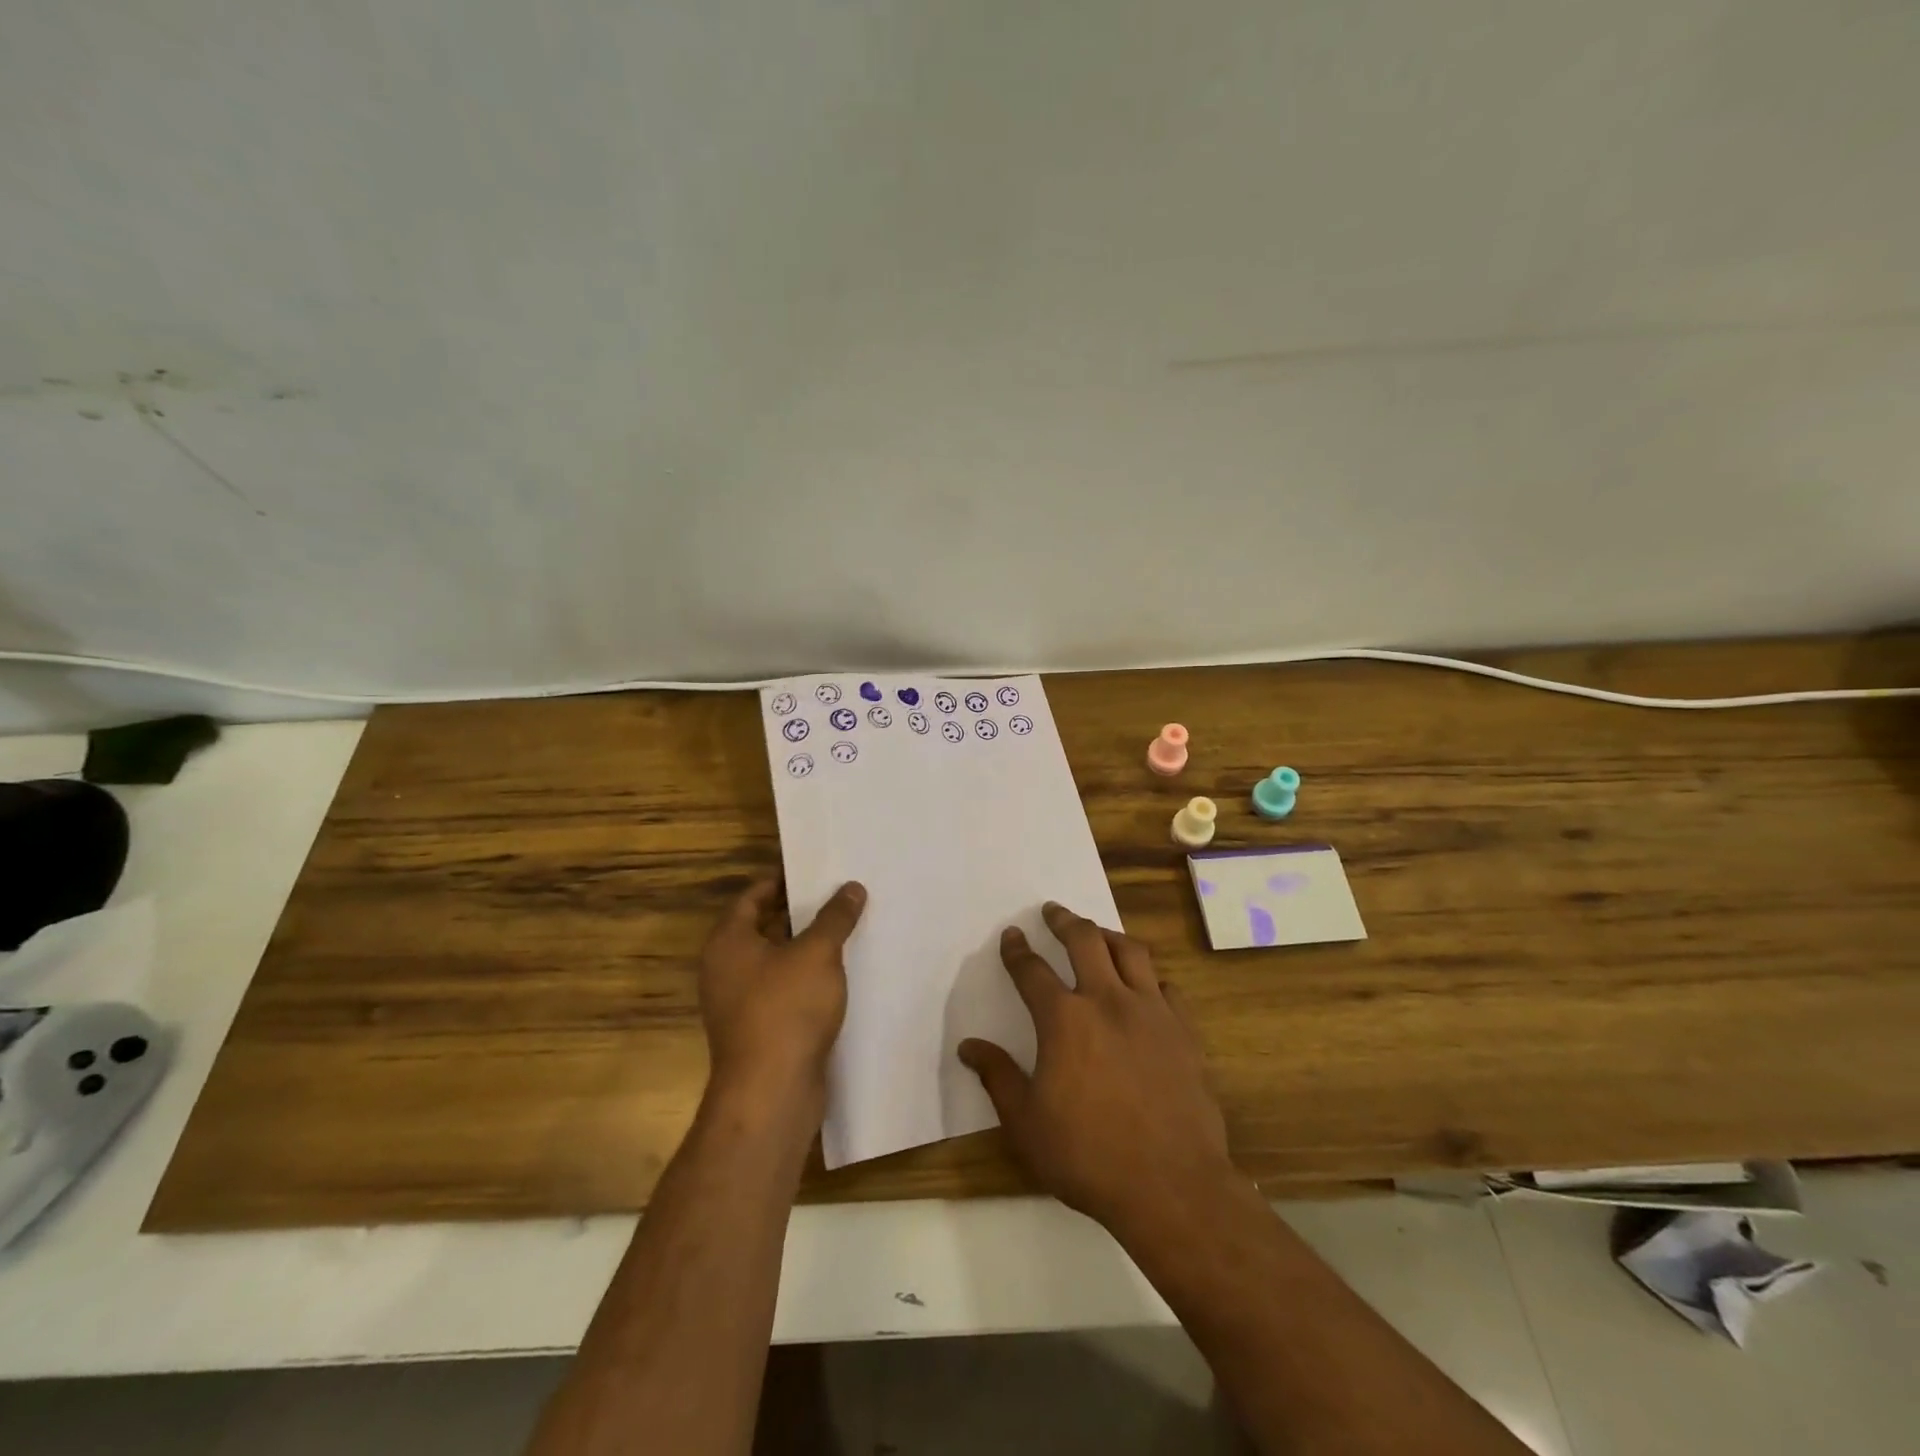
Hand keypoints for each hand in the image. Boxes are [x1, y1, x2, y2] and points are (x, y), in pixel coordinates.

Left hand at [698, 878, 865, 1106]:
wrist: (771, 1093)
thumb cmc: (786, 1009)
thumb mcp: (817, 953)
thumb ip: (835, 917)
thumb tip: (852, 887)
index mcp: (728, 942)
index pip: (752, 896)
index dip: (782, 880)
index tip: (815, 869)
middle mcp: (726, 969)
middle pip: (764, 927)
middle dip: (800, 912)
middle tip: (838, 894)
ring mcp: (741, 1002)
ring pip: (777, 961)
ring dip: (807, 946)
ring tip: (847, 927)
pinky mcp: (760, 1029)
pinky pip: (784, 989)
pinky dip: (808, 977)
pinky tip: (841, 972)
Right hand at [958, 902, 1235, 1236]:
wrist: (1171, 1185)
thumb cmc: (1088, 1155)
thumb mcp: (1026, 1123)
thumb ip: (997, 1077)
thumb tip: (969, 1046)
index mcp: (1064, 1019)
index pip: (1032, 971)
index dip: (1018, 951)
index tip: (1012, 935)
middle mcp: (1107, 1000)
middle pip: (1084, 941)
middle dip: (1064, 921)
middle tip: (1053, 910)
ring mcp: (1151, 1011)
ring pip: (1130, 952)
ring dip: (1108, 936)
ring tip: (1097, 933)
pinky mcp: (1184, 1031)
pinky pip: (1167, 987)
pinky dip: (1151, 978)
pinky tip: (1146, 986)